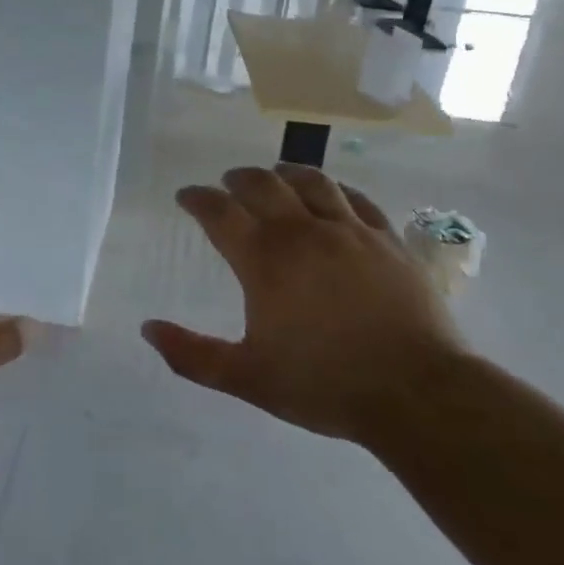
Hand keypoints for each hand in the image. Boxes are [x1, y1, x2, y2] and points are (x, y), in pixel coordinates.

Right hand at [142, 165, 470, 444]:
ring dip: (285, 172)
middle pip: (263, 185)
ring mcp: (350, 231)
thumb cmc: (324, 384)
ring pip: (312, 182)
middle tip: (227, 183)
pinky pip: (356, 199)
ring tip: (275, 174)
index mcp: (265, 260)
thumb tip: (148, 329)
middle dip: (238, 179)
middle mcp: (303, 232)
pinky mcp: (387, 239)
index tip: (186, 196)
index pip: (220, 212)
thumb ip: (192, 355)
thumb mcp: (247, 378)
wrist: (416, 391)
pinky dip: (335, 189)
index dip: (198, 199)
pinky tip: (332, 194)